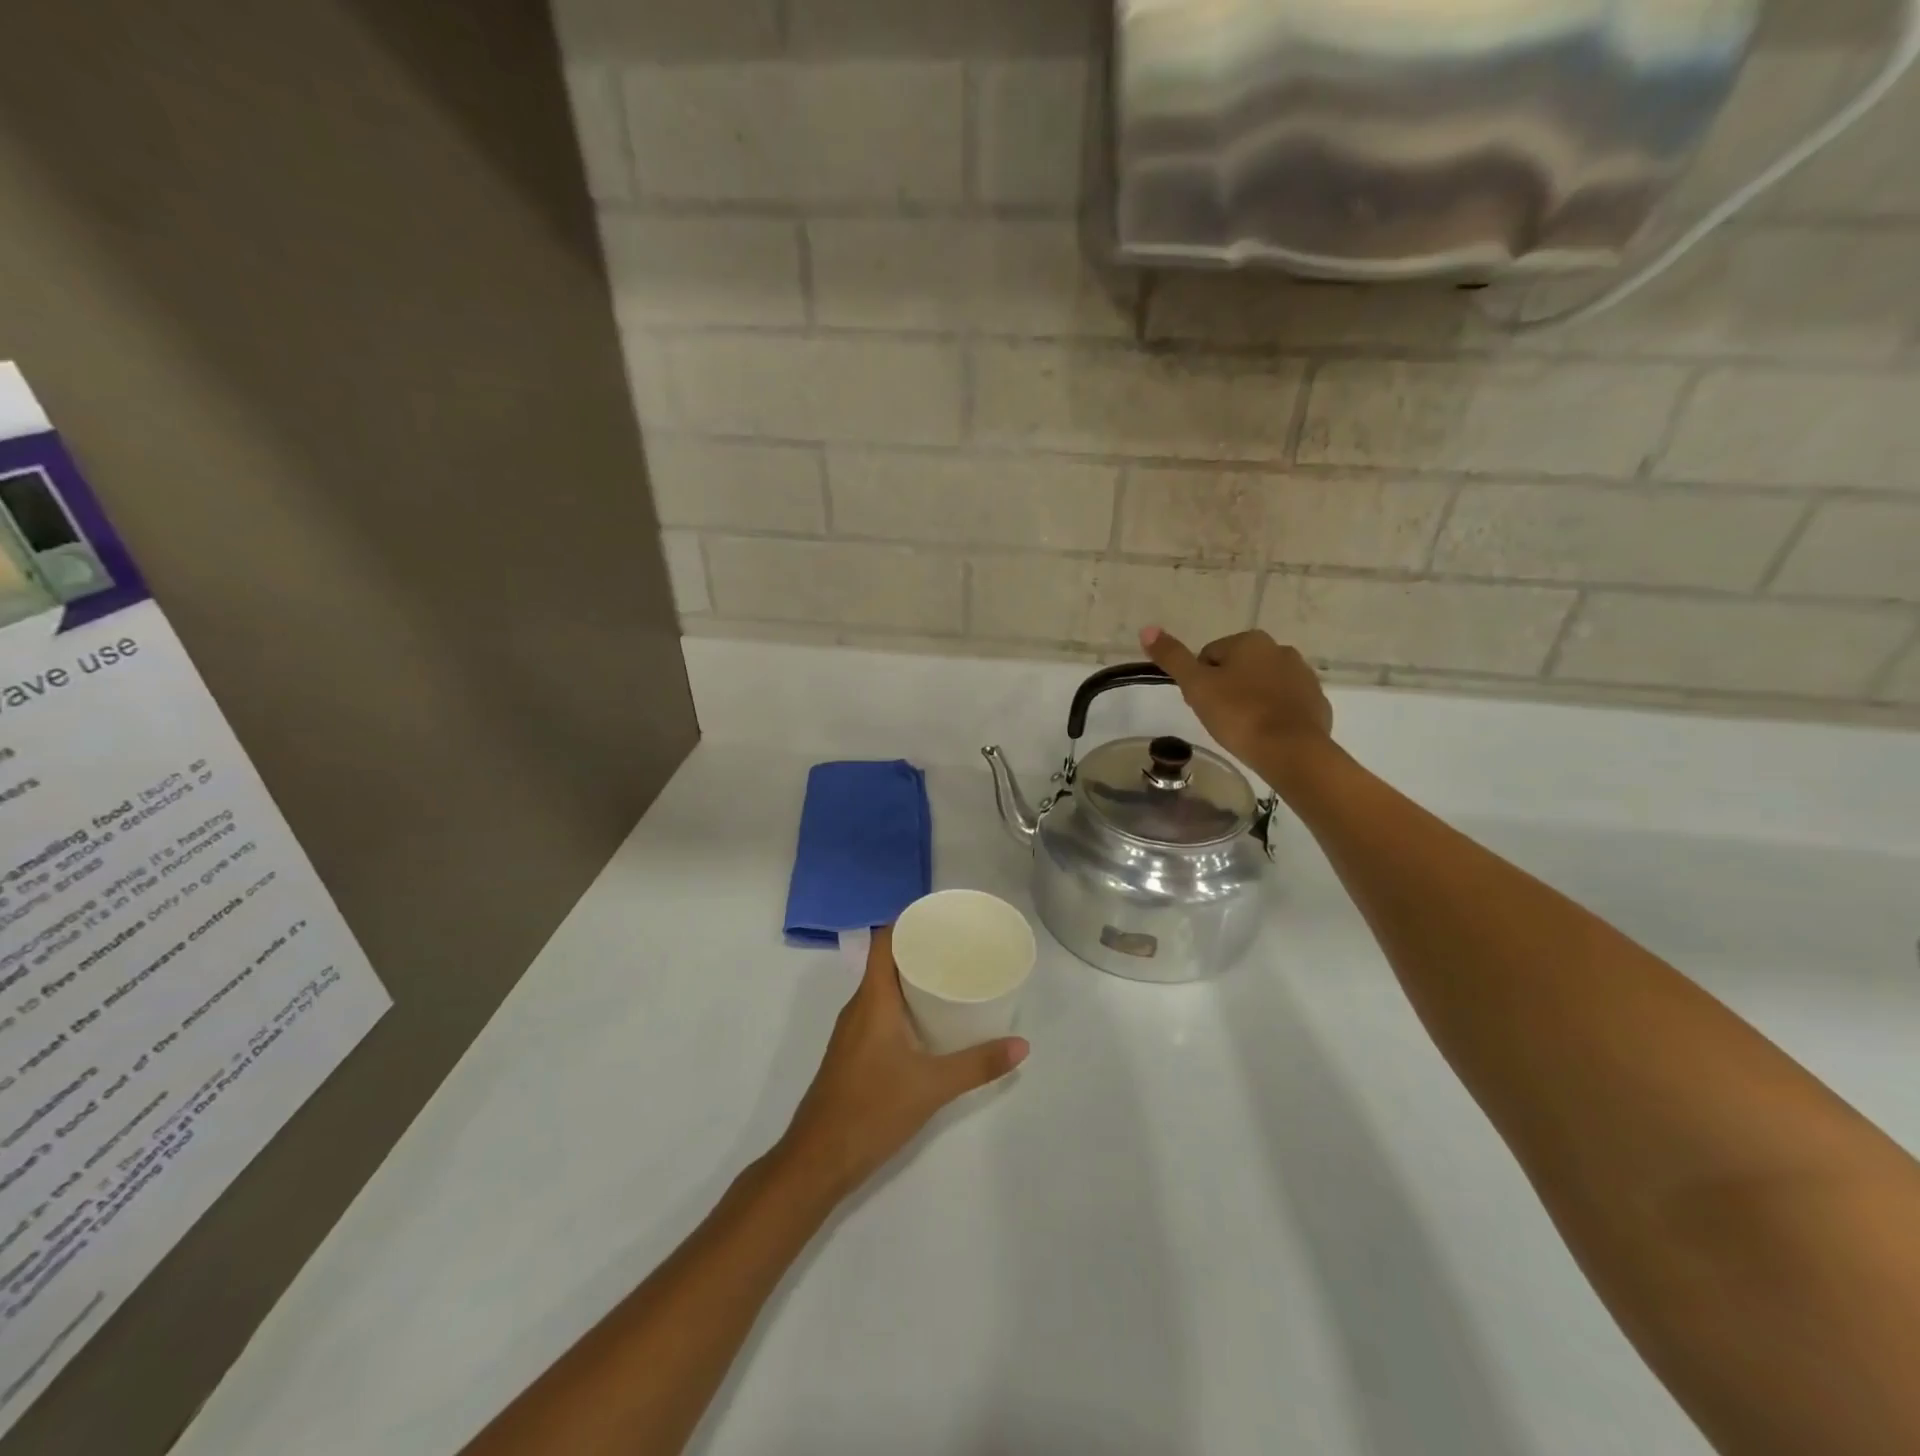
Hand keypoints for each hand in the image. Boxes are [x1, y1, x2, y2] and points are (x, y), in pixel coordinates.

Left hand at [777, 926, 1027, 1200]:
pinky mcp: (854, 1053)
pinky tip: (930, 1020)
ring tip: (952, 976)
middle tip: (960, 947)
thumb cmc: (871, 1110)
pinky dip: (905, 1004)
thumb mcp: (932, 1086)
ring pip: (884, 988)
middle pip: (888, 961)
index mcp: (872, 999)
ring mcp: (853, 1031)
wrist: (818, 1160)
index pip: (885, 941)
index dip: (909, 922)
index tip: (943, 917)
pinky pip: (881, 1011)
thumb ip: (977, 1064)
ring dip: (913, 978)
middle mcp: (859, 1007)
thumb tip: (1022, 1045)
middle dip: (921, 950)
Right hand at [1138, 626, 1333, 779]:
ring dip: (1250, 700)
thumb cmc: (1238, 714)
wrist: (1291, 750)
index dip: (1200, 681)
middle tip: (1219, 717)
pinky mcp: (1316, 703)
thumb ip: (1172, 657)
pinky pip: (1285, 704)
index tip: (1201, 704)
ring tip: (1242, 728)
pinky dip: (1273, 715)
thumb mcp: (1196, 686)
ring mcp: (1303, 676)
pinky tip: (1265, 735)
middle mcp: (1280, 649)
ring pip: (1263, 685)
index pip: (1209, 656)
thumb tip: (1146, 628)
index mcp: (1250, 641)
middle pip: (1238, 668)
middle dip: (1226, 689)